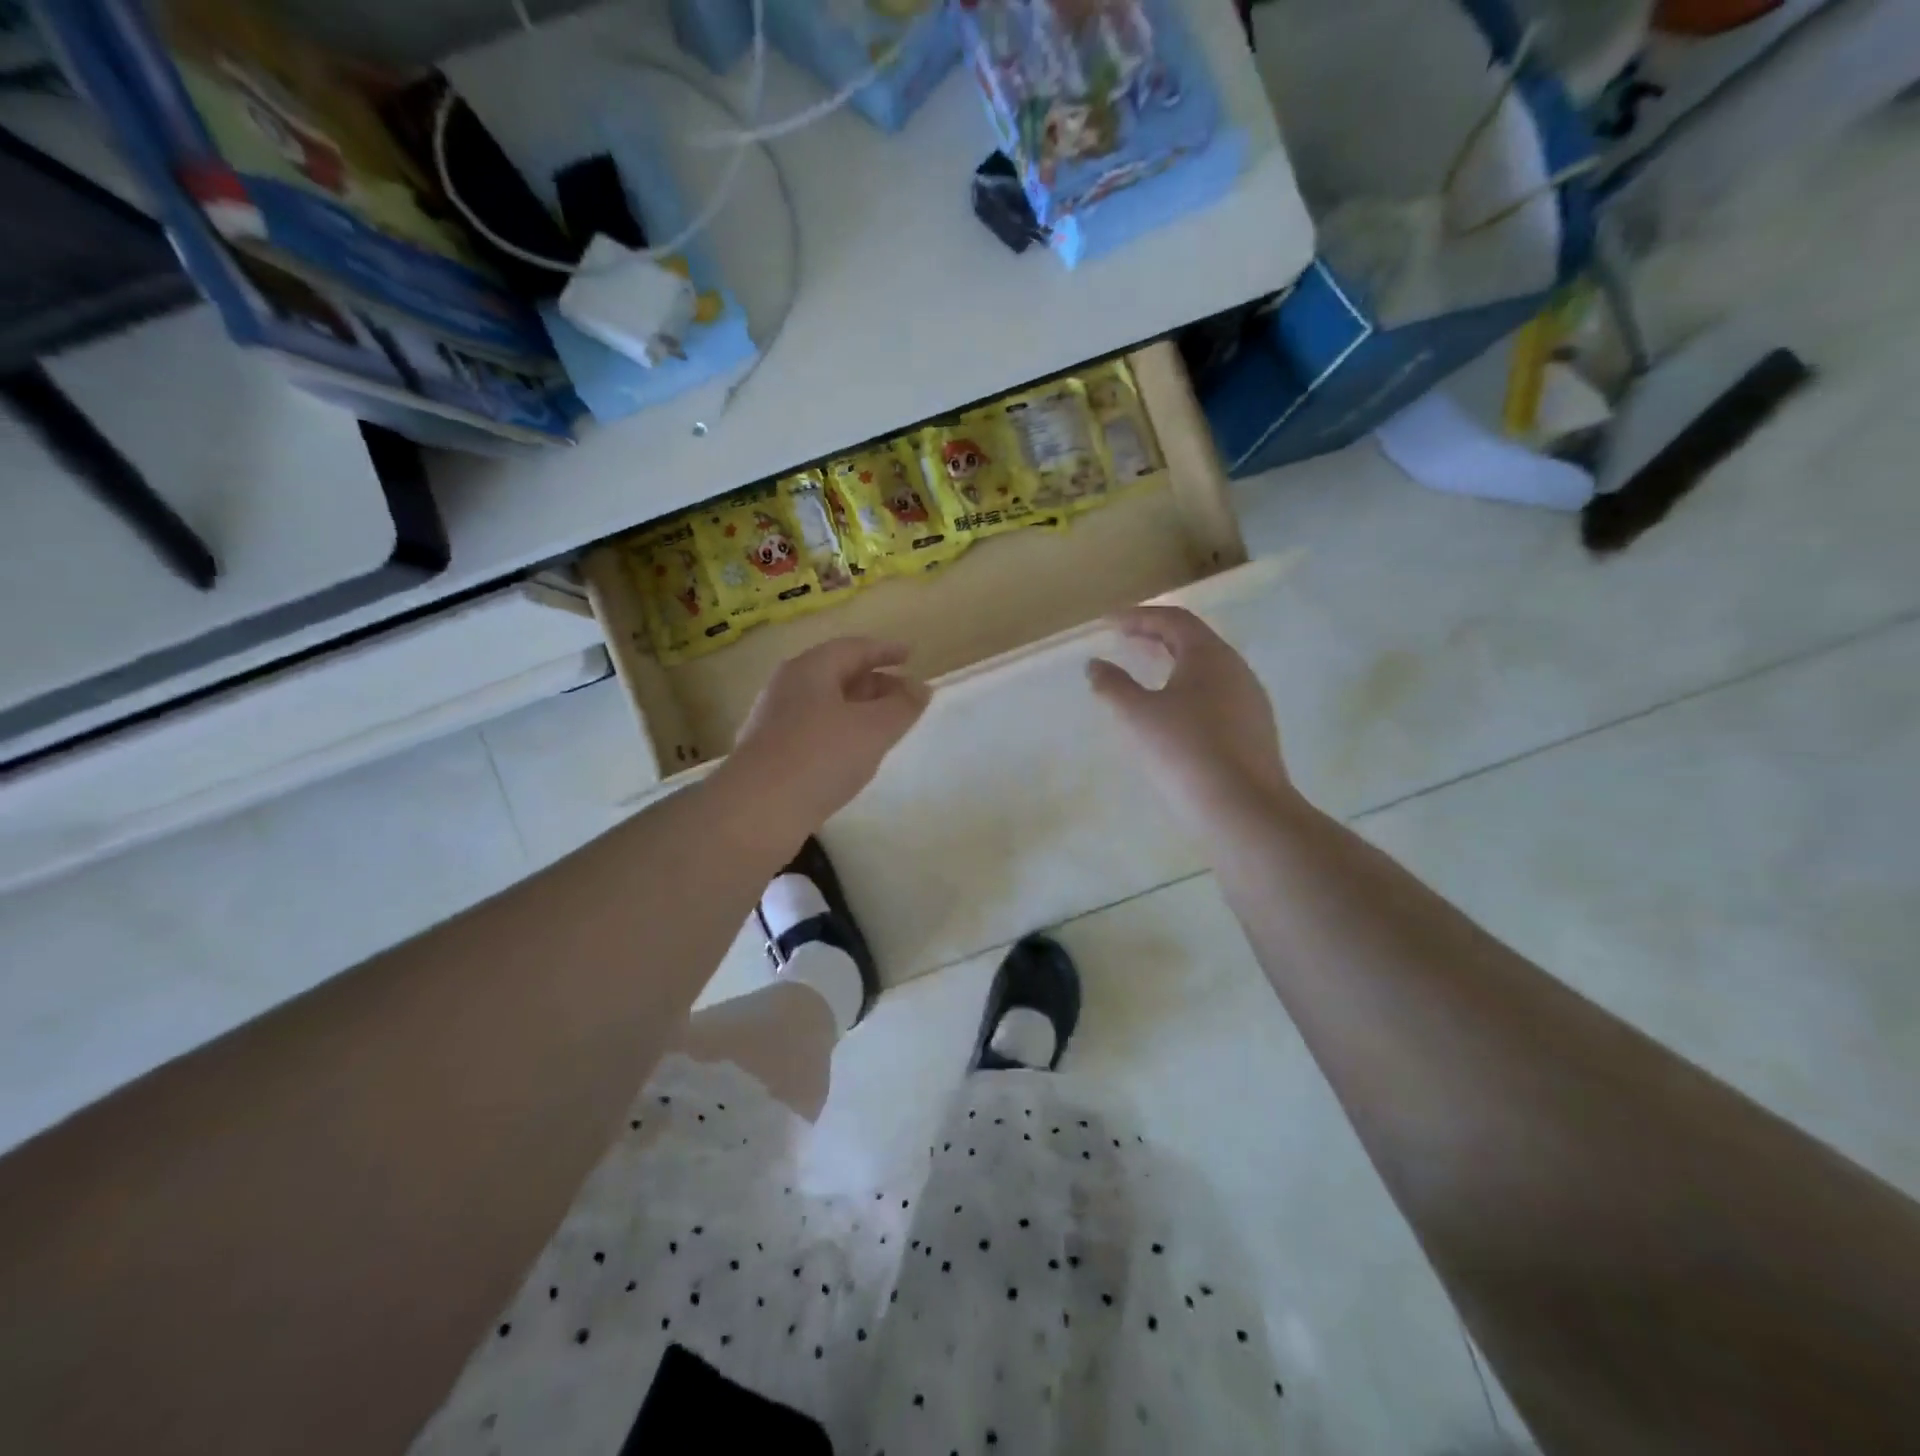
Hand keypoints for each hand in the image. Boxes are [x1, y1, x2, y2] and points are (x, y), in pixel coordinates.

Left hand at [720, 636, 930, 845]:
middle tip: (904, 696)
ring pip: (825, 704)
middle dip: (874, 682)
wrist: (757, 811)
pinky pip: (813, 731)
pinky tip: (852, 755)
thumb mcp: (874, 729)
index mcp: (810, 669)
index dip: (885, 650)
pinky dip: (839, 733)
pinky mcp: (769, 753)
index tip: (910, 655)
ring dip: (857, 710)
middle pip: (837, 674)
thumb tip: (921, 688)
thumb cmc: (820, 757)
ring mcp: (774, 720)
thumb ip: (903, 706)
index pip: (854, 648)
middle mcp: (788, 687)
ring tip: (884, 727)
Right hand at [1088, 606, 1295, 833]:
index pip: (1173, 619)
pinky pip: (1217, 694)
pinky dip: (1189, 689)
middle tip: (1126, 639)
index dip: (1138, 616)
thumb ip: (1113, 686)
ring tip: (1147, 672)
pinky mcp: (1254, 729)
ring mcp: (1250, 700)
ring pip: (1208, 669)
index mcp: (1209, 655)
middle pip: (1194, 640)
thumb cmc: (1185, 751)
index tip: (1109, 623)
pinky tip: (1174, 712)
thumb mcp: (1138, 716)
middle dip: (1157, 635)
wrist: (1243, 808)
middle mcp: (1236, 669)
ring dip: (1174, 662)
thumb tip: (1095, 665)